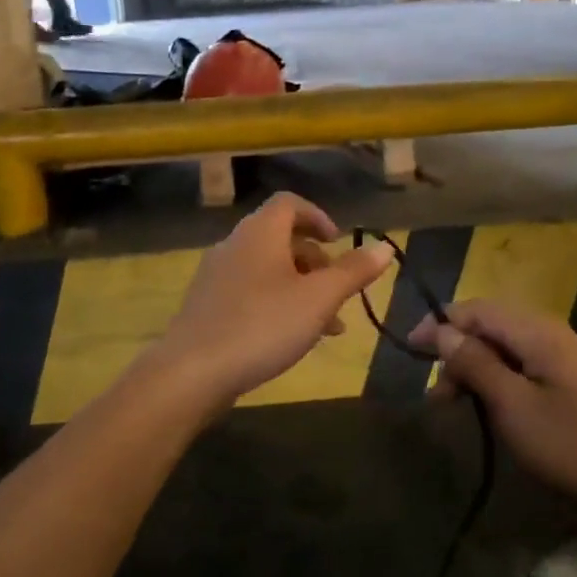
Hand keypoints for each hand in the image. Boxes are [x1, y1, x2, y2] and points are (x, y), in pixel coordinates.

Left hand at [156, 194, 393, 407]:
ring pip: (268, 270)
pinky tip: (292, 339)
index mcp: (260, 233)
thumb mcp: (319, 299)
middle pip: (281, 238)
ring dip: (301, 288)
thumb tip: (385, 246)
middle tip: (338, 289)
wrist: (191, 373)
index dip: (318, 216)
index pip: (290, 203)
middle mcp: (235, 245)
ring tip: (328, 325)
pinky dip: (277, 304)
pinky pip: (250, 293)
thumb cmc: (262, 326)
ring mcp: (217, 276)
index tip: (338, 242)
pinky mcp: (207, 306)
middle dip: (315, 261)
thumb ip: (354, 272)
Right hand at [409, 301, 576, 518]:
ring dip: (474, 367)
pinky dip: (496, 378)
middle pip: (489, 324)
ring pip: (504, 346)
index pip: (475, 309)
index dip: (438, 325)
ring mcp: (563, 355)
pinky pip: (522, 364)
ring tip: (455, 404)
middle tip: (436, 395)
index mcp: (536, 330)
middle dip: (455, 350)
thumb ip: (475, 363)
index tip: (409, 352)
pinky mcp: (570, 379)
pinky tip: (488, 405)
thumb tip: (441, 331)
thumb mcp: (513, 406)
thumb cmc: (572, 444)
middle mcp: (549, 331)